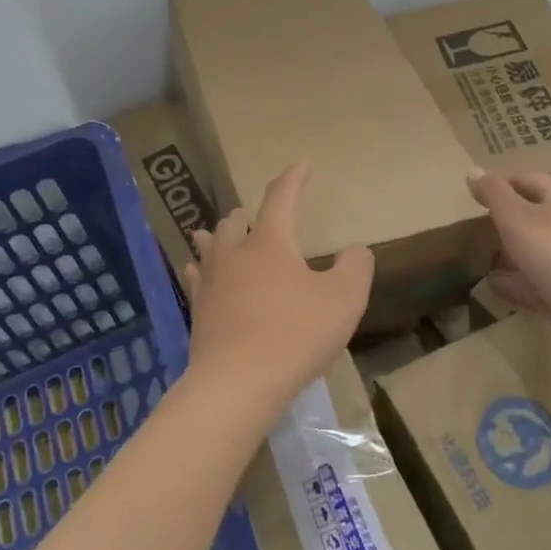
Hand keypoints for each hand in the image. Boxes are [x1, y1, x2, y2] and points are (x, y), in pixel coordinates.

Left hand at [182, 164, 374, 415]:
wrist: (237, 384)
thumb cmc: (294, 335)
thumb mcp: (343, 299)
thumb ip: (355, 267)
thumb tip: (355, 250)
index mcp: (270, 242)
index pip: (281, 198)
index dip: (293, 179)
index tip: (301, 165)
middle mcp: (235, 254)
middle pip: (235, 222)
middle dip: (247, 213)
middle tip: (253, 213)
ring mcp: (211, 283)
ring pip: (210, 246)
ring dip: (218, 236)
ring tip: (216, 232)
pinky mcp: (198, 312)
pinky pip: (196, 279)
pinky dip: (199, 269)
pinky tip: (195, 272)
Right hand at [467, 170, 550, 348]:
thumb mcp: (517, 217)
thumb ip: (493, 193)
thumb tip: (474, 170)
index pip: (523, 178)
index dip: (496, 182)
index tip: (468, 192)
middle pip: (529, 213)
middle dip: (500, 219)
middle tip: (466, 224)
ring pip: (531, 249)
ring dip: (506, 252)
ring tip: (475, 255)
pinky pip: (534, 280)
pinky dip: (515, 282)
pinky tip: (493, 286)